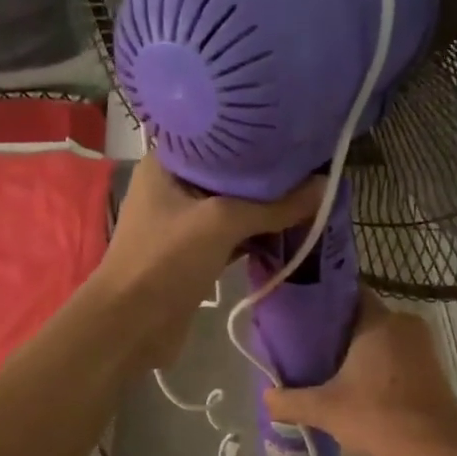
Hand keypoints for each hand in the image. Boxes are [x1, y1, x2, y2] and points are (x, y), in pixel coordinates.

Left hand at [94, 153, 322, 368]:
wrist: (131, 326)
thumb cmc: (166, 260)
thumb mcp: (222, 223)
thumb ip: (274, 206)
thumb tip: (325, 185)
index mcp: (166, 164)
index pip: (215, 136)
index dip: (253, 133)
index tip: (293, 129)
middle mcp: (173, 186)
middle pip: (229, 172)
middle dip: (267, 173)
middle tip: (311, 161)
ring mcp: (184, 222)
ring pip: (234, 205)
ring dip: (266, 206)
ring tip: (310, 190)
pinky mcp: (195, 253)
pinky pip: (234, 235)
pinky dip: (258, 233)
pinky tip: (292, 227)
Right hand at [263, 291, 456, 455]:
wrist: (437, 448)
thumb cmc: (379, 417)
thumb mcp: (325, 410)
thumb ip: (290, 401)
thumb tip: (266, 396)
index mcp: (378, 320)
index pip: (347, 294)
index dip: (323, 303)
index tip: (301, 318)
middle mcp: (403, 322)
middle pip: (362, 316)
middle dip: (337, 331)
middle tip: (309, 349)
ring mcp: (422, 343)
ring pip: (381, 336)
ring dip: (360, 350)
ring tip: (331, 369)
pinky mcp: (433, 365)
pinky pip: (397, 353)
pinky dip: (379, 363)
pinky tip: (361, 385)